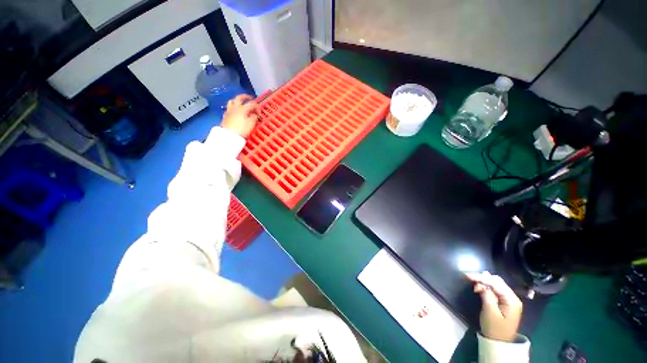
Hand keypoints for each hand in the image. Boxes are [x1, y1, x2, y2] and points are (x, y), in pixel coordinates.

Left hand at [221, 94, 258, 137]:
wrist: (229, 135)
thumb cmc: (242, 129)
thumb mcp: (251, 124)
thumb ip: (254, 117)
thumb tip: (254, 114)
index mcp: (243, 108)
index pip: (251, 104)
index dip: (257, 107)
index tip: (259, 113)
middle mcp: (235, 107)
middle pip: (239, 98)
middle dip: (245, 97)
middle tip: (250, 98)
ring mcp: (229, 111)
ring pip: (232, 101)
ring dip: (237, 101)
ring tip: (240, 103)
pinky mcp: (225, 116)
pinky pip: (229, 108)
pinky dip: (233, 107)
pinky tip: (235, 111)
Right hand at [466, 272, 522, 341]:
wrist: (499, 343)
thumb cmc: (494, 328)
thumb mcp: (490, 312)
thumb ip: (487, 295)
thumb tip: (481, 283)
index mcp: (511, 300)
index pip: (496, 283)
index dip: (481, 278)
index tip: (467, 275)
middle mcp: (512, 297)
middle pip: (497, 282)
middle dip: (483, 278)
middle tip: (470, 279)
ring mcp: (509, 300)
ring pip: (495, 284)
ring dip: (484, 282)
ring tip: (474, 286)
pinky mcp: (504, 302)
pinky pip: (495, 290)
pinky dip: (486, 287)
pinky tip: (479, 289)